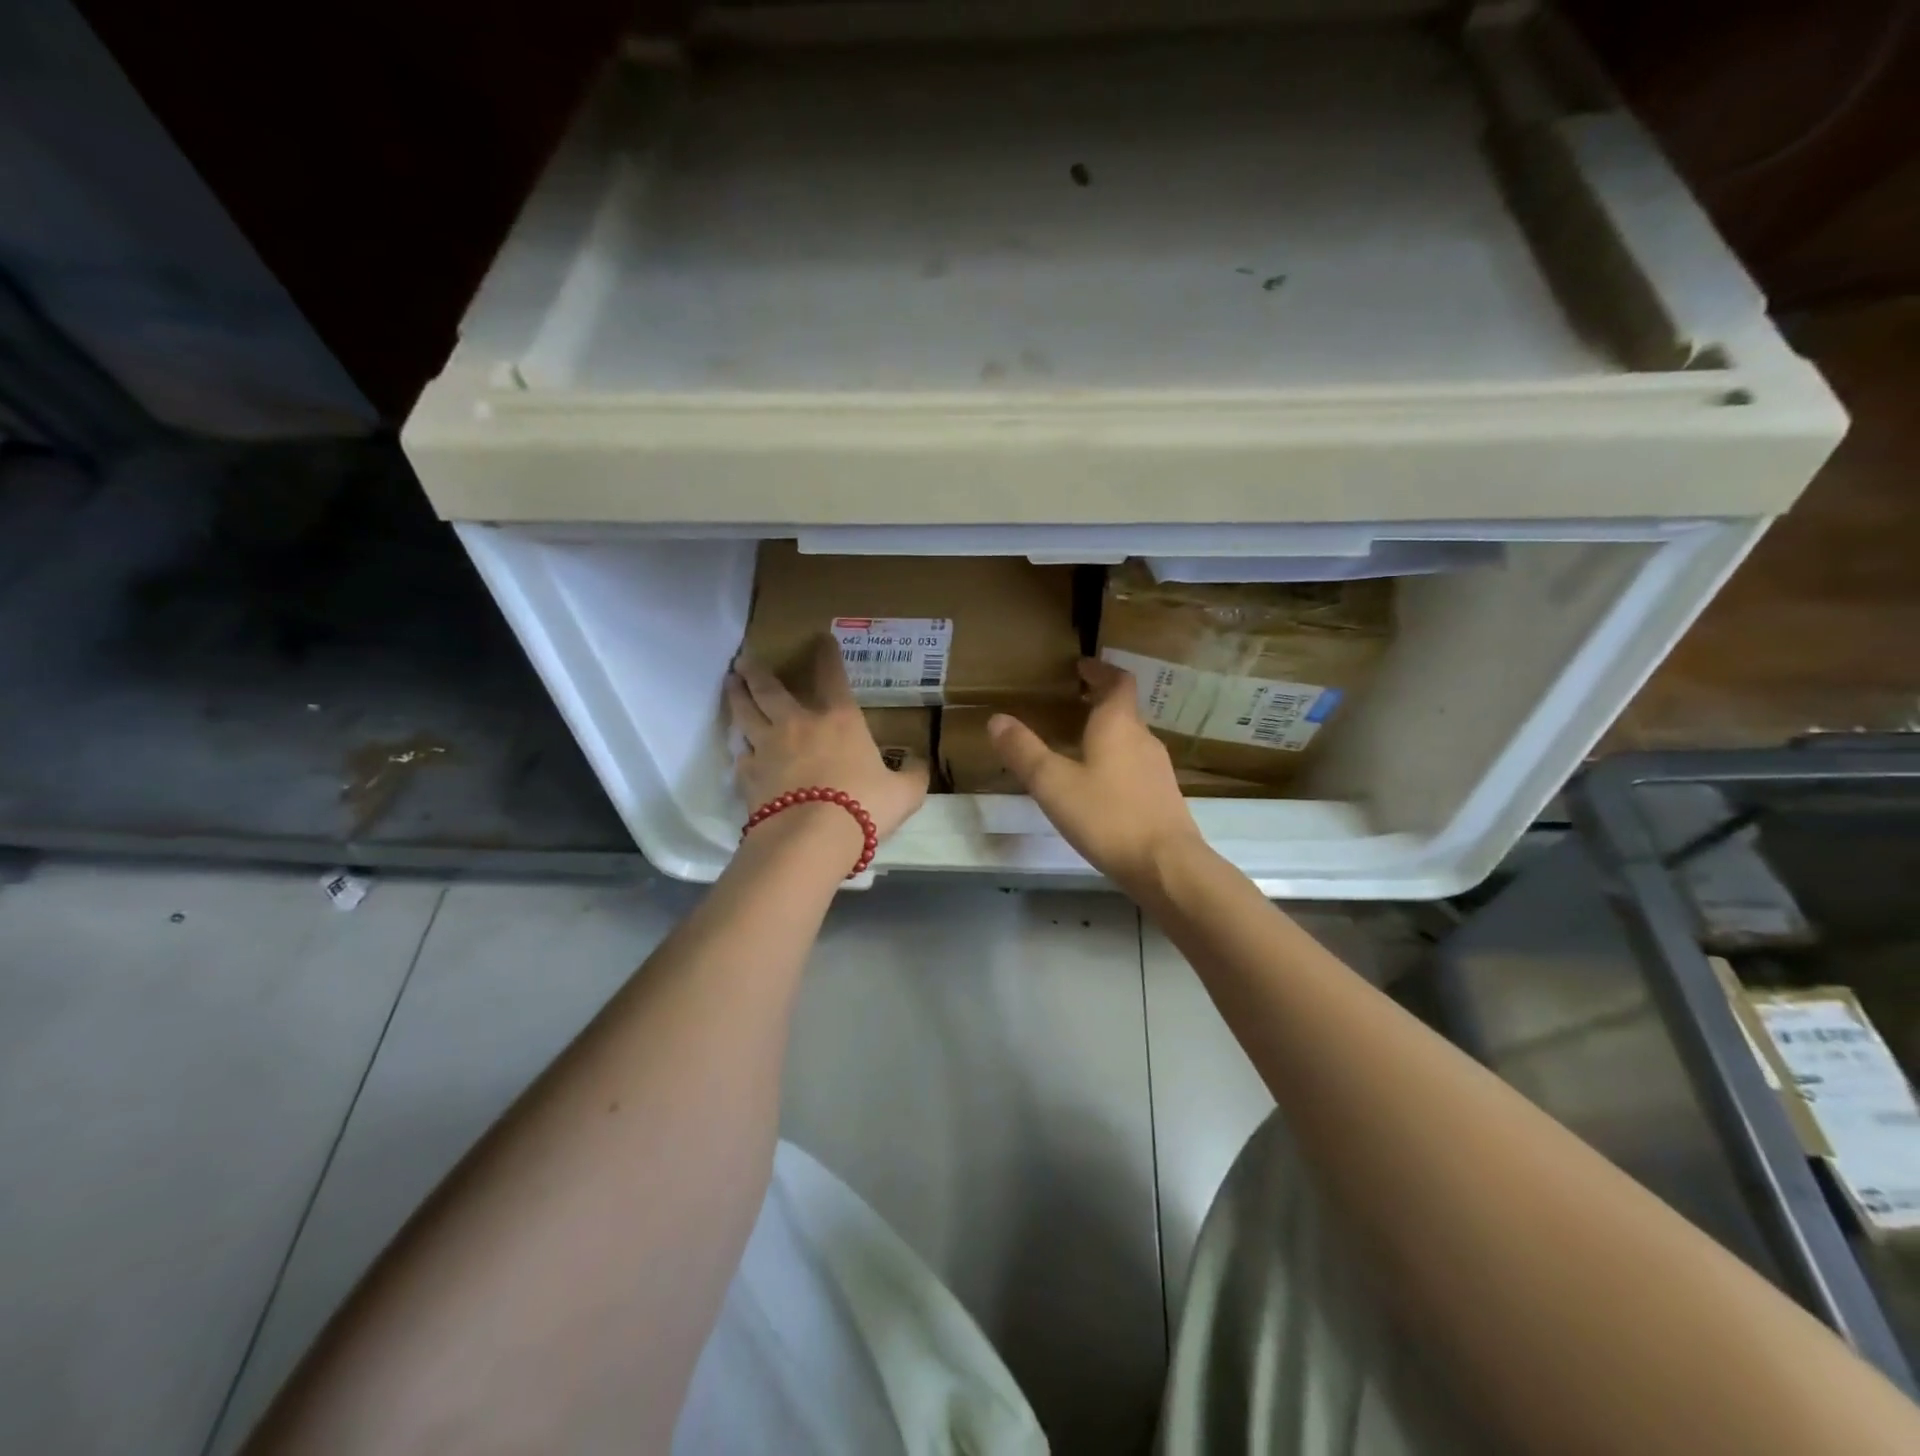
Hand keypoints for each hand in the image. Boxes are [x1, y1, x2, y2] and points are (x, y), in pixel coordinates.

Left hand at [727, 635, 930, 842]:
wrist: (811, 839)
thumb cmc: (864, 807)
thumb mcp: (905, 793)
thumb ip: (913, 775)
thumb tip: (918, 762)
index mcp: (839, 720)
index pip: (833, 677)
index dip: (828, 655)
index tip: (821, 637)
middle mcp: (799, 725)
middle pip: (771, 689)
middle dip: (758, 671)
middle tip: (745, 658)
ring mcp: (768, 748)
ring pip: (745, 713)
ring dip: (736, 696)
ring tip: (730, 683)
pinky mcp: (748, 775)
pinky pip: (740, 755)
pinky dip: (739, 749)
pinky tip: (738, 749)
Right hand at [988, 658, 1204, 888]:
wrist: (1165, 866)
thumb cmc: (1107, 816)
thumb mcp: (1053, 783)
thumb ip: (1024, 751)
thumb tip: (996, 719)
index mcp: (1118, 724)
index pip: (1117, 681)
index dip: (1100, 670)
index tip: (1081, 666)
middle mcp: (1142, 738)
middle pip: (1124, 709)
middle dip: (1099, 701)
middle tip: (1071, 702)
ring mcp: (1157, 769)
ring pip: (1130, 739)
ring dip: (1107, 732)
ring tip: (1079, 743)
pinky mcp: (1162, 796)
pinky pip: (1135, 766)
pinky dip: (1116, 761)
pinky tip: (1099, 786)